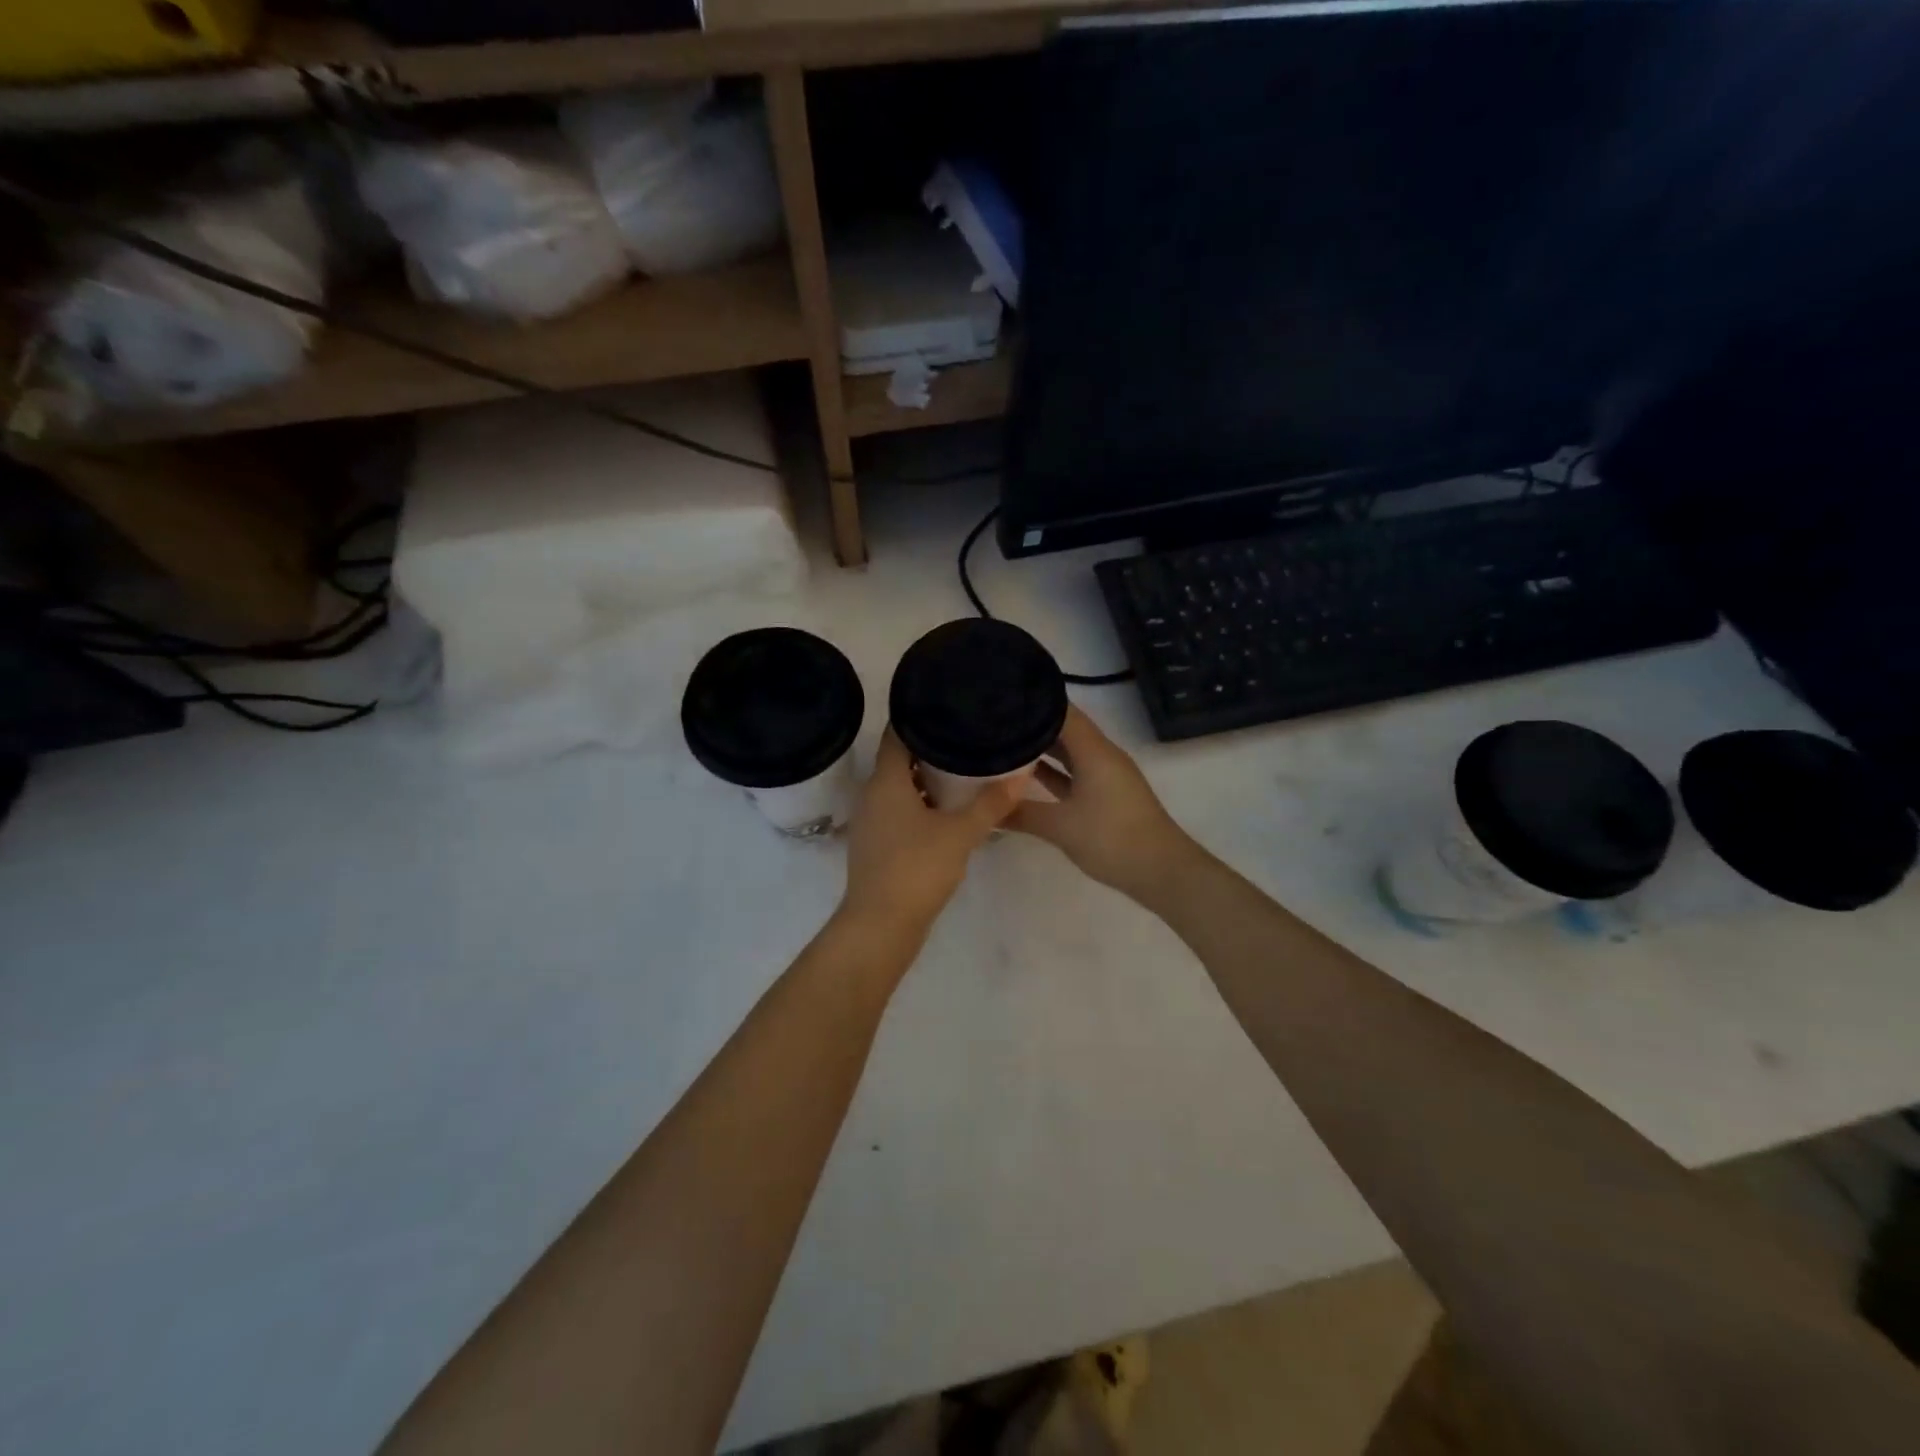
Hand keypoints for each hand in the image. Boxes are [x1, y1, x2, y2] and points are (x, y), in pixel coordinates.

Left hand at [840, 730, 1022, 939]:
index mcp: (886, 781)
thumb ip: (991, 803)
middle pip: (899, 758)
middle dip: (930, 747)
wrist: (881, 926)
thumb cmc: (917, 869)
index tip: (947, 705)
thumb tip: (1022, 773)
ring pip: (900, 787)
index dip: (918, 716)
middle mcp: (872, 795)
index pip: (897, 733)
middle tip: (966, 735)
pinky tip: (949, 810)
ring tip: (964, 768)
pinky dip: (921, 803)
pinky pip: (899, 810)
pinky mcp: (878, 844)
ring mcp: (872, 821)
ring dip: (926, 778)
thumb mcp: (961, 833)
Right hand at [1008, 706, 1198, 904]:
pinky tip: (1026, 777)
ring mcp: (1106, 775)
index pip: (1061, 711)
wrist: (1161, 872)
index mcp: (1094, 751)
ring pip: (1069, 752)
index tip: (1001, 698)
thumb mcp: (1061, 826)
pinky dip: (1053, 772)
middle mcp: (1101, 755)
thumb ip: (1021, 813)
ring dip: (1041, 749)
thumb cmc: (1112, 839)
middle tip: (993, 722)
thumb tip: (986, 808)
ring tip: (1002, 744)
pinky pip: (1074, 772)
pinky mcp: (1106, 795)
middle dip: (1031, 725)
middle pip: (1064, 728)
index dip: (1033, 702)